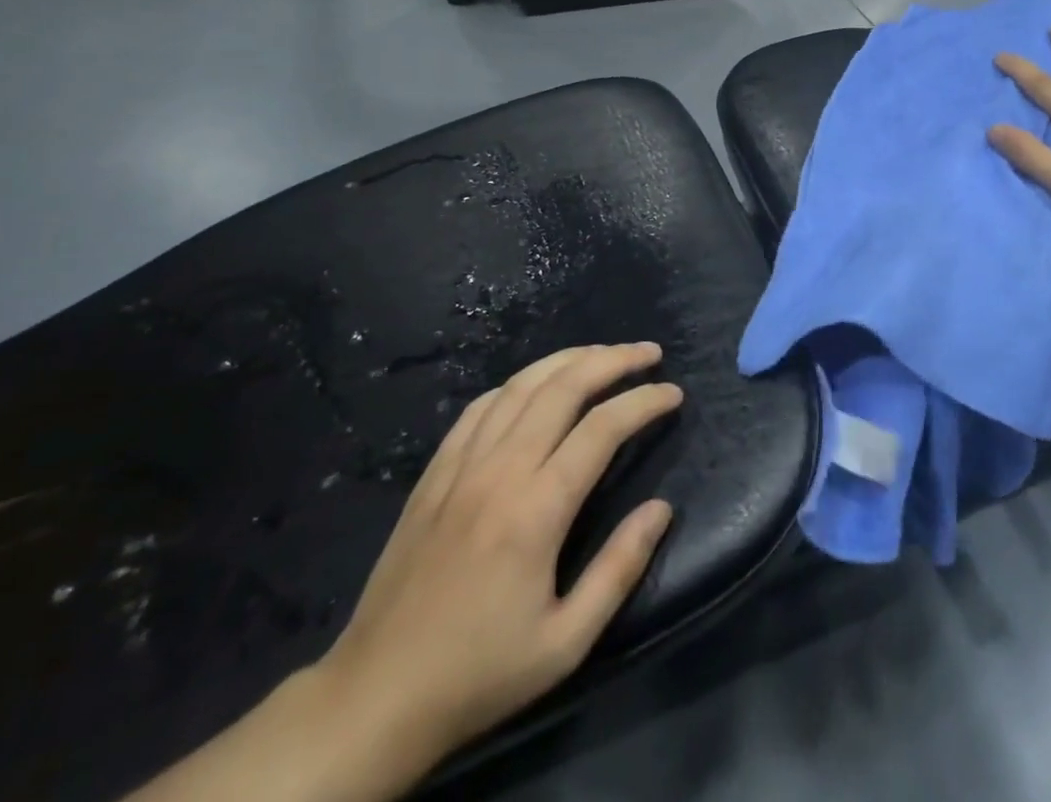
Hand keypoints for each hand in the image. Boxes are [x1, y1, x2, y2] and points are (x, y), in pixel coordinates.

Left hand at [308, 344, 680, 788]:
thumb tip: (662, 508)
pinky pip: (480, 406)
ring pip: (522, 384)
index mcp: (536, 509)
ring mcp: (461, 465)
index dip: (644, 401)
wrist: (376, 697)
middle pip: (564, 387)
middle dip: (613, 360)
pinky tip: (536, 384)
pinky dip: (518, 383)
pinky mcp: (434, 472)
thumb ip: (619, 569)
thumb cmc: (481, 673)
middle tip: (649, 352)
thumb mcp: (566, 642)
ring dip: (569, 359)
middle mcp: (500, 470)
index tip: (674, 393)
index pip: (603, 428)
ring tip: (604, 353)